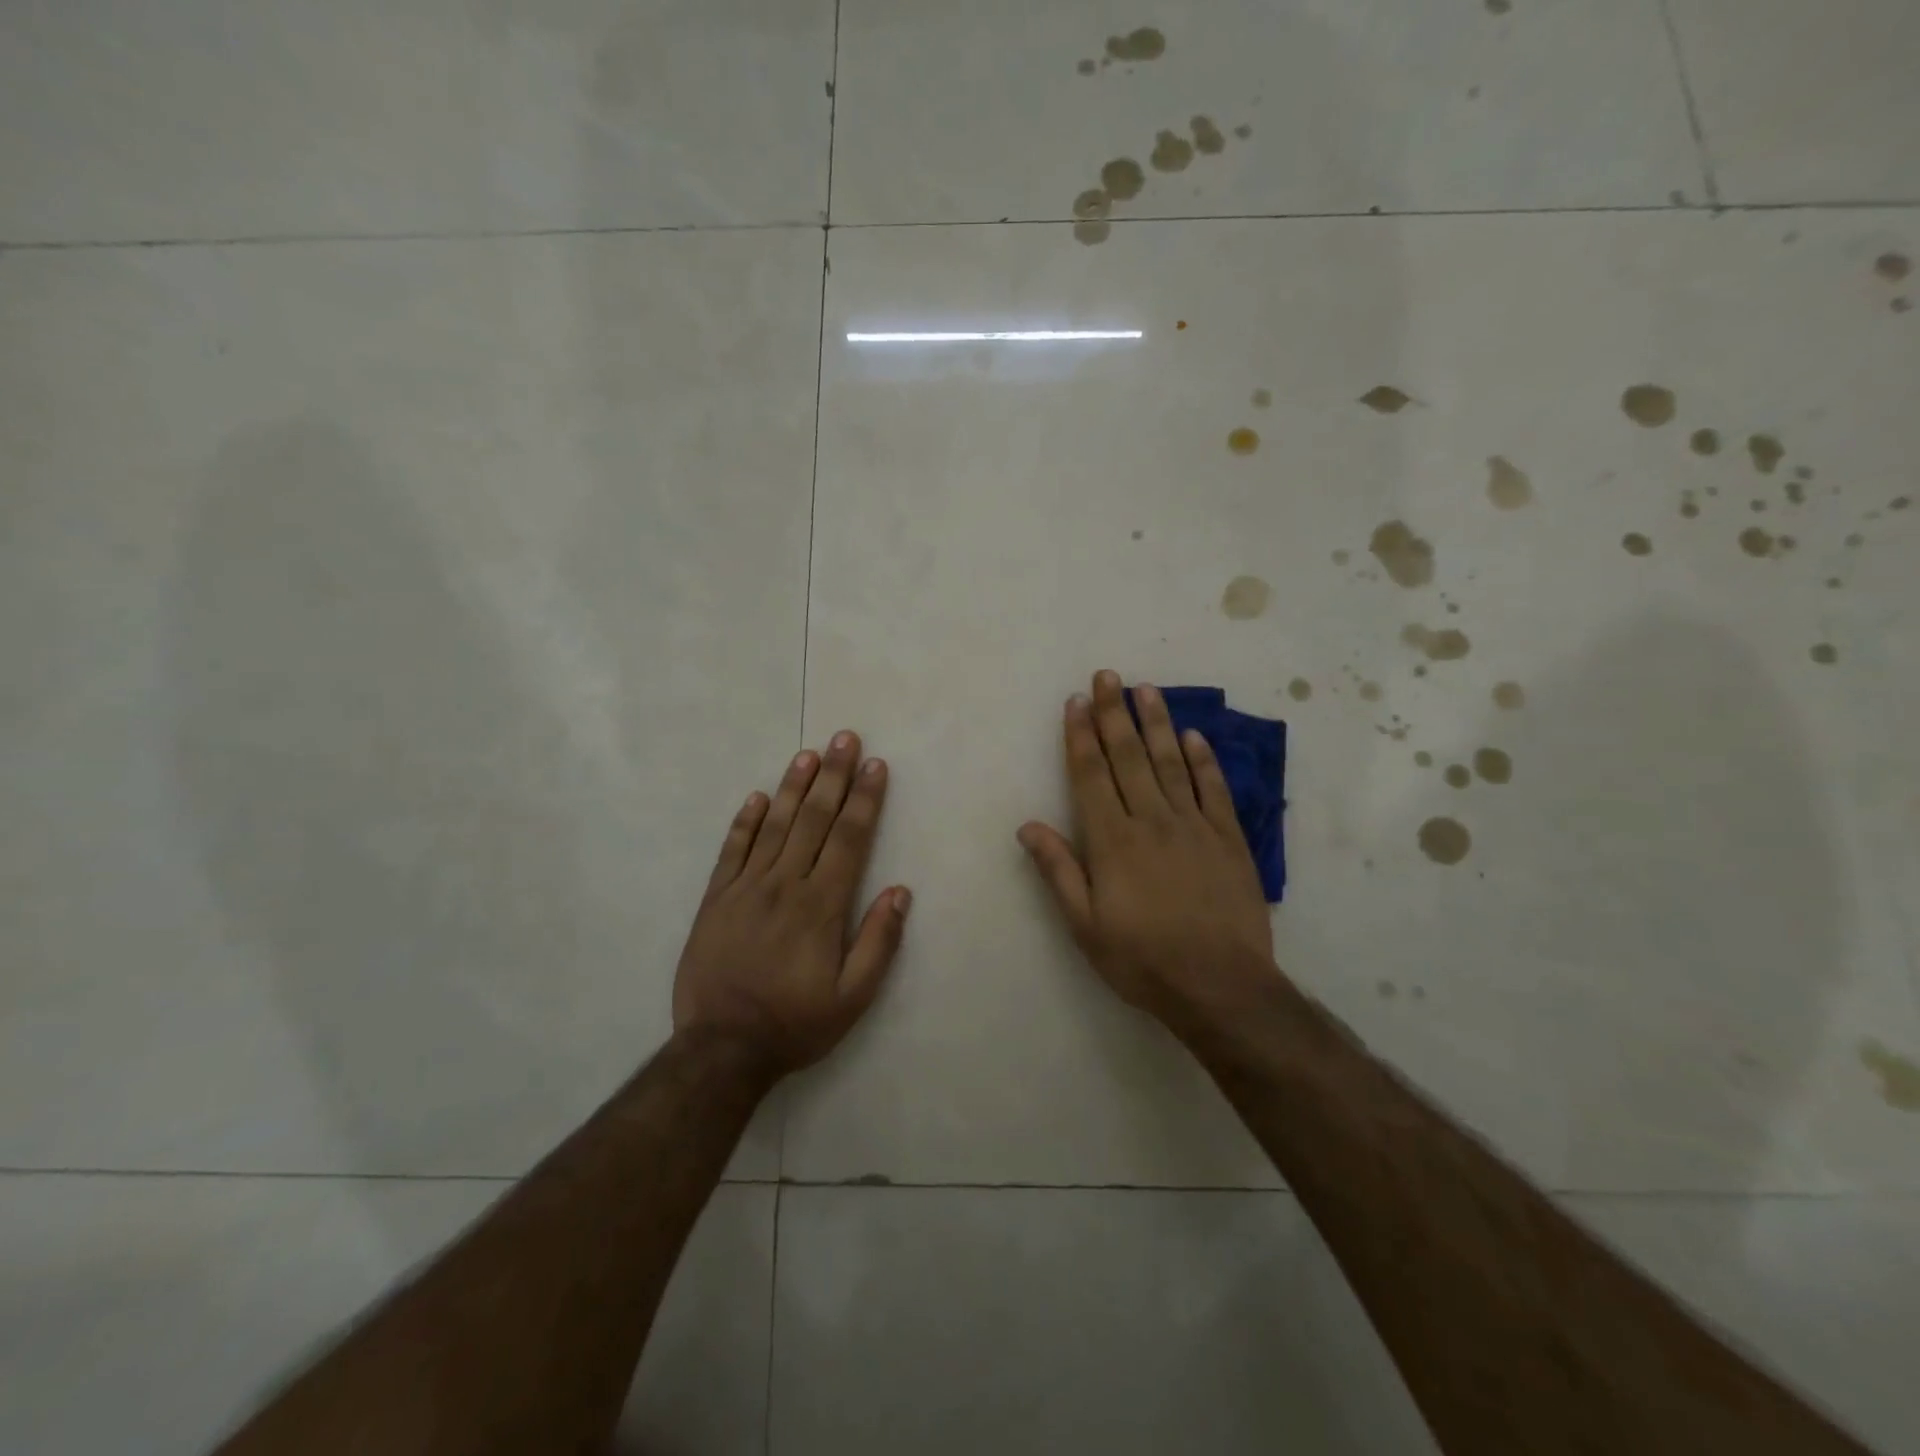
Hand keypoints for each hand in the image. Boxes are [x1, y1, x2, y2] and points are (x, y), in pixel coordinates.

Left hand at [673, 731, 910, 1077]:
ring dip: (794, 787)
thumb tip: (900, 891)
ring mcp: (746, 888)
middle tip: (845, 738)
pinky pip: (732, 851)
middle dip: (834, 776)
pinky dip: (745, 821)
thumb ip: (879, 943)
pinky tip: (757, 797)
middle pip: (815, 820)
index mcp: (822, 906)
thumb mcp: (852, 998)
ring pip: (775, 825)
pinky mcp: (716, 899)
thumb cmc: (795, 1023)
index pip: (849, 839)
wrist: (721, 1049)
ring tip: (809, 754)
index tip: (875, 766)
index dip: (865, 799)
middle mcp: (785, 885)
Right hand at [1018, 670, 1277, 1033]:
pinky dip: (1203, 760)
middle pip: (1129, 757)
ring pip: (1171, 763)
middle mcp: (1152, 821)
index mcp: (1112, 841)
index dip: (1082, 736)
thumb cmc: (1143, 960)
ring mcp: (1194, 826)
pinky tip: (1194, 736)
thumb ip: (1058, 871)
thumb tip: (1028, 826)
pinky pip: (1214, 790)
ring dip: (1156, 723)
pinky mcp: (1229, 839)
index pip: (1092, 775)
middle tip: (1107, 676)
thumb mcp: (1085, 926)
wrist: (1221, 986)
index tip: (1076, 701)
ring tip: (1146, 689)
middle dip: (1114, 714)